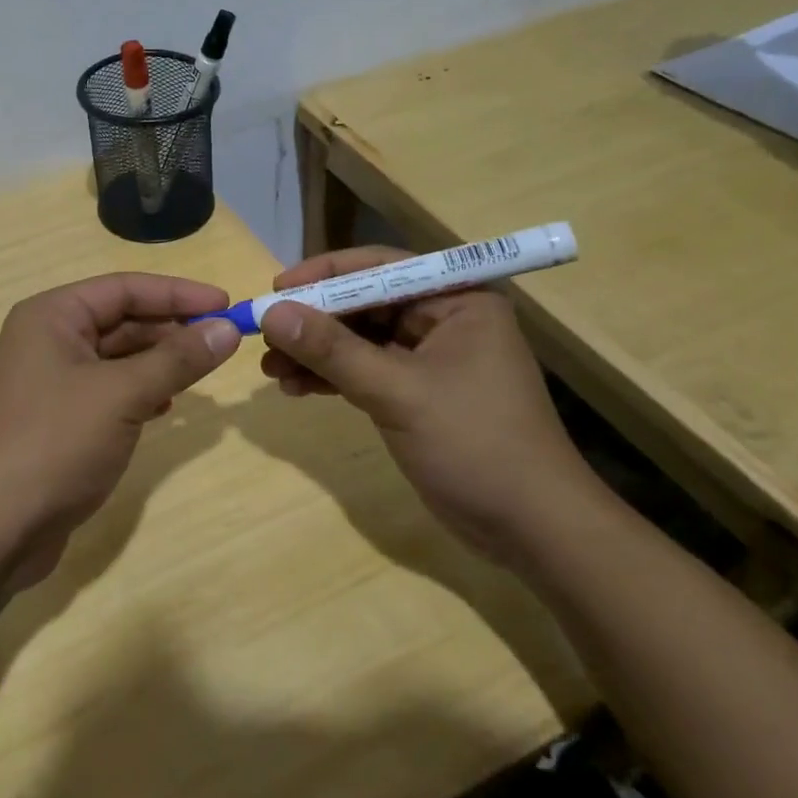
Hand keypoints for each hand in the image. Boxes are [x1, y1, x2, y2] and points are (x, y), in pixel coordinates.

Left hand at [0, 273, 241, 590]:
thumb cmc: (53, 444)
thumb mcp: (121, 395)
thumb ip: (177, 359)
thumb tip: (228, 329)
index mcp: (51, 316)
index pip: (124, 288)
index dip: (178, 293)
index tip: (227, 304)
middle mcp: (45, 340)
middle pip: (120, 321)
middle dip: (171, 330)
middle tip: (223, 342)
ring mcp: (47, 383)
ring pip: (115, 359)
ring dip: (158, 363)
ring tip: (201, 374)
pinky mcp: (54, 422)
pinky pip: (106, 392)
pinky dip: (138, 394)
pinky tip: (165, 407)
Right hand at [257, 247, 608, 561]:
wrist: (532, 530)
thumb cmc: (475, 444)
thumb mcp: (398, 392)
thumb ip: (333, 350)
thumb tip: (271, 313)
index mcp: (457, 300)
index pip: (381, 267)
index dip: (325, 274)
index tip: (277, 288)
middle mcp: (444, 319)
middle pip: (364, 303)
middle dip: (314, 321)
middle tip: (264, 335)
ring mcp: (430, 358)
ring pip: (359, 340)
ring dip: (316, 352)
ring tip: (270, 369)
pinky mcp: (418, 393)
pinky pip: (365, 371)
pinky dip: (332, 378)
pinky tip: (295, 388)